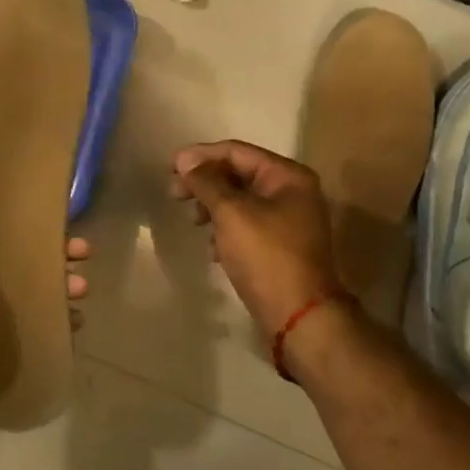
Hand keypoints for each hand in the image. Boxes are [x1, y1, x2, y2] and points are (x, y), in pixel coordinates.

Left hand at [0, 186, 89, 469]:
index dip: (16, 225)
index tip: (49, 215)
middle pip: (11, 268)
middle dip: (46, 258)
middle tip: (81, 253)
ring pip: (22, 301)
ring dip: (52, 292)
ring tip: (81, 291)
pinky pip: (23, 338)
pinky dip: (47, 329)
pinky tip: (74, 326)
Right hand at [173, 141, 341, 340]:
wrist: (300, 317)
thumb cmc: (266, 257)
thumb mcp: (231, 213)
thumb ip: (206, 182)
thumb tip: (186, 160)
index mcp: (288, 176)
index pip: (236, 151)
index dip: (201, 156)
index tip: (170, 166)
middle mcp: (292, 191)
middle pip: (238, 174)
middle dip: (205, 182)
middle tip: (174, 194)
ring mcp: (289, 220)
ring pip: (240, 200)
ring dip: (212, 206)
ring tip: (192, 221)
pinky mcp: (280, 245)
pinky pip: (246, 224)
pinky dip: (225, 228)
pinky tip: (211, 247)